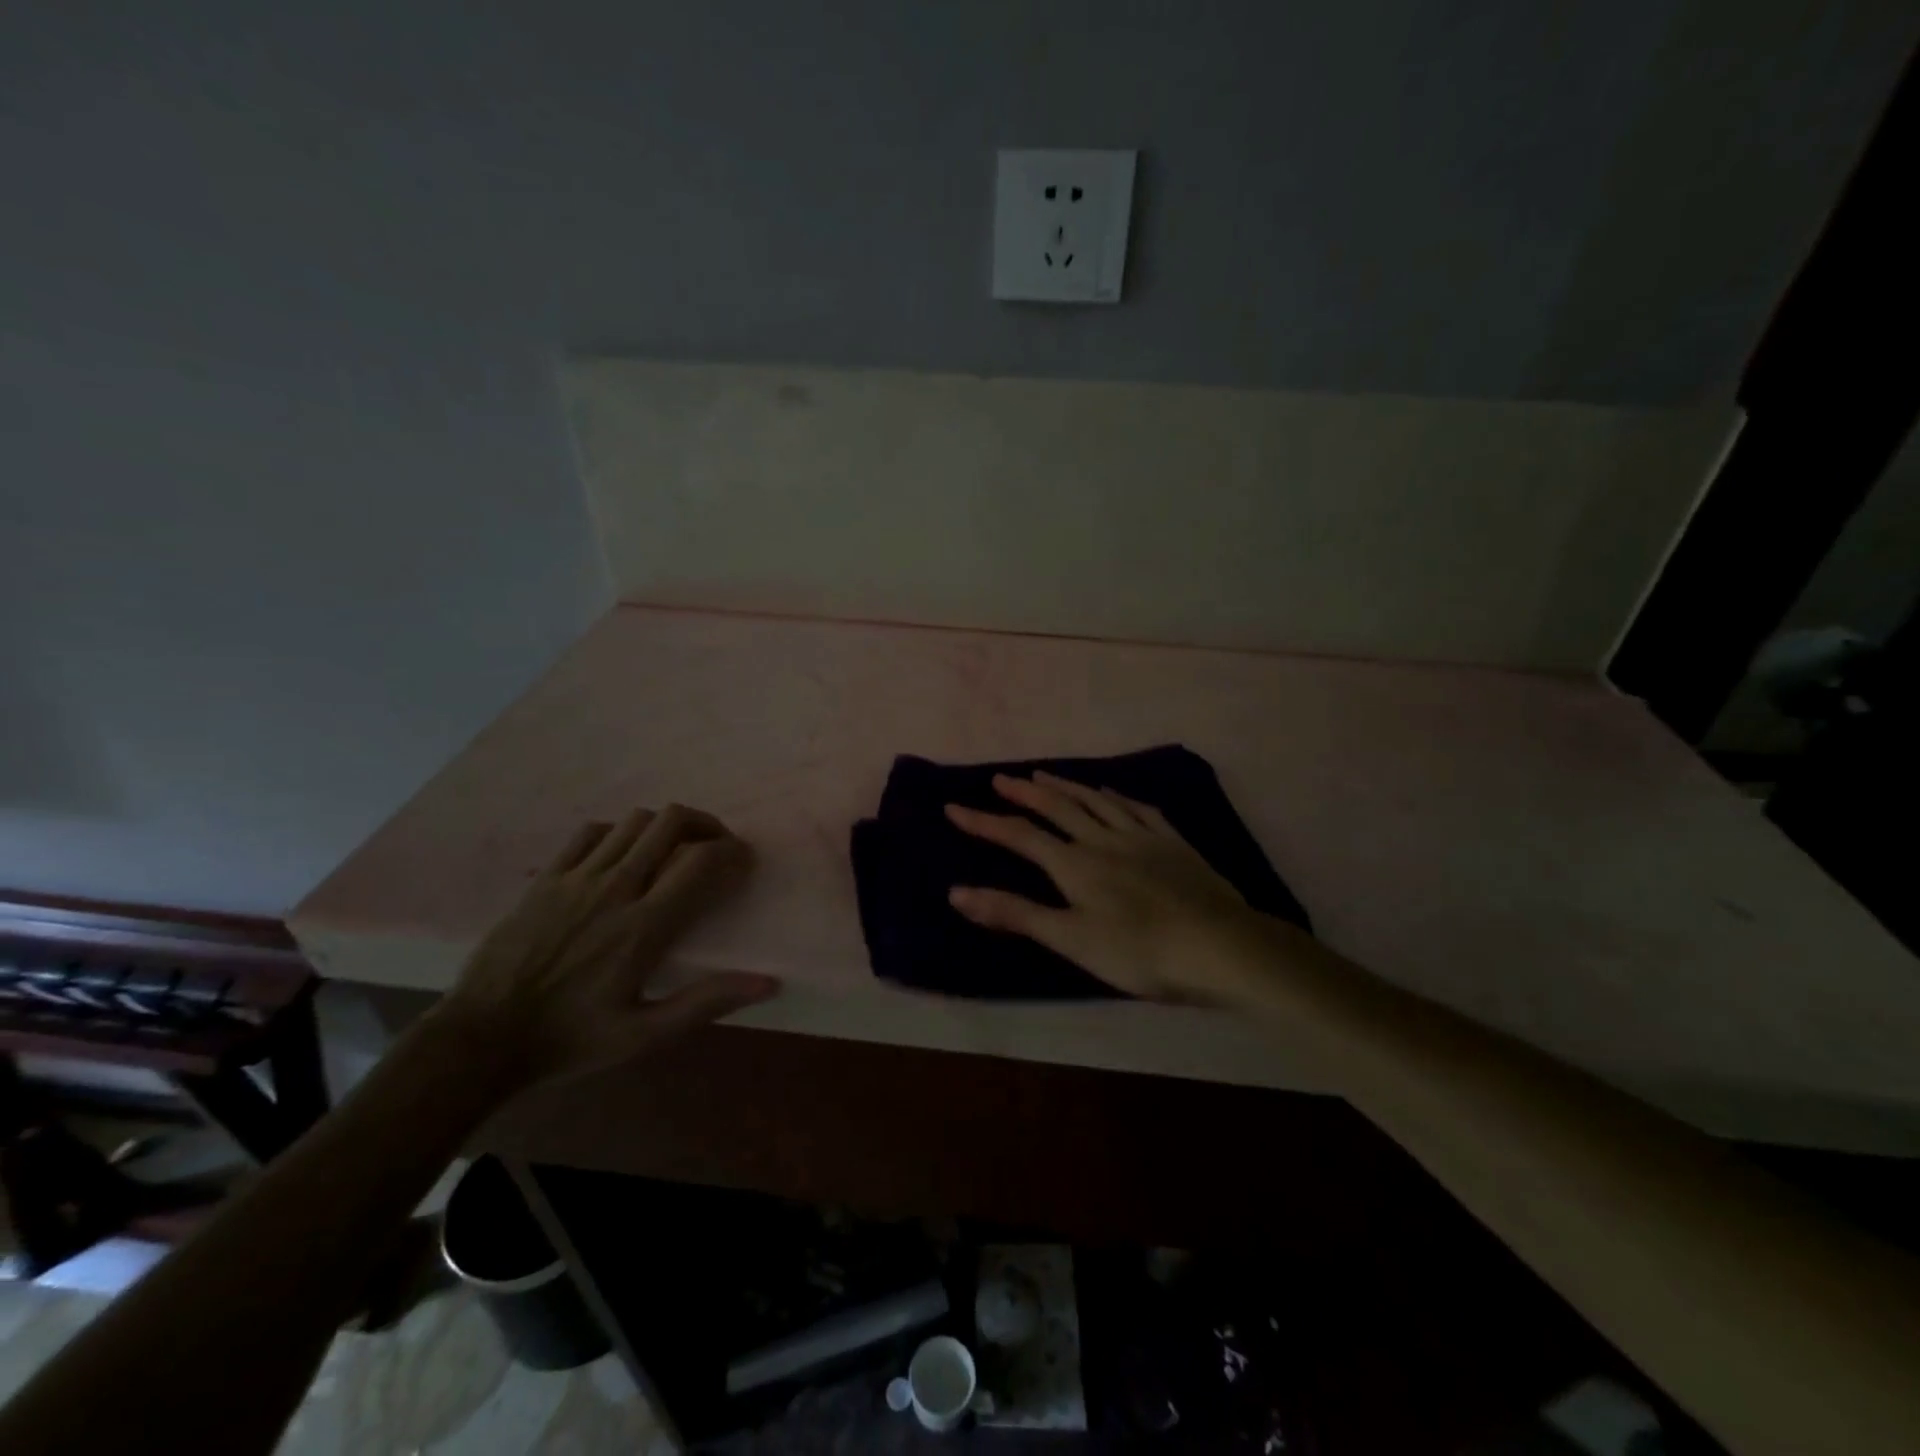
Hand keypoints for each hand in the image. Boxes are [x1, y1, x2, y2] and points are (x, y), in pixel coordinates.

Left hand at [437, 804, 777, 1088]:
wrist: (480, 1040)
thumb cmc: (570, 1040)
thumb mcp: (644, 1035)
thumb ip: (706, 1002)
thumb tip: (768, 982)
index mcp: (643, 926)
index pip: (700, 861)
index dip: (732, 850)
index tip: (743, 860)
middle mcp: (615, 889)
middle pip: (670, 822)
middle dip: (705, 824)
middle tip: (715, 845)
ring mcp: (576, 878)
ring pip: (634, 821)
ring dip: (664, 827)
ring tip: (674, 849)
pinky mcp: (546, 879)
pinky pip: (591, 832)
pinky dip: (619, 832)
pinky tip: (622, 855)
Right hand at [945, 772, 1277, 1002]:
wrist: (1220, 946)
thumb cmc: (1140, 951)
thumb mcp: (1070, 939)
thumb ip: (1015, 914)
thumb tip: (956, 892)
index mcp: (1075, 864)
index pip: (1019, 836)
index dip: (984, 822)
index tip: (954, 807)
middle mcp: (1103, 839)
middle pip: (1057, 807)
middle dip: (1024, 792)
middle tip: (1001, 778)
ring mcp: (1141, 836)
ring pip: (1095, 801)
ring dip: (1065, 786)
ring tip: (1044, 774)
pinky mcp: (1172, 842)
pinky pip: (1136, 808)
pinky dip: (1114, 796)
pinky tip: (1110, 792)